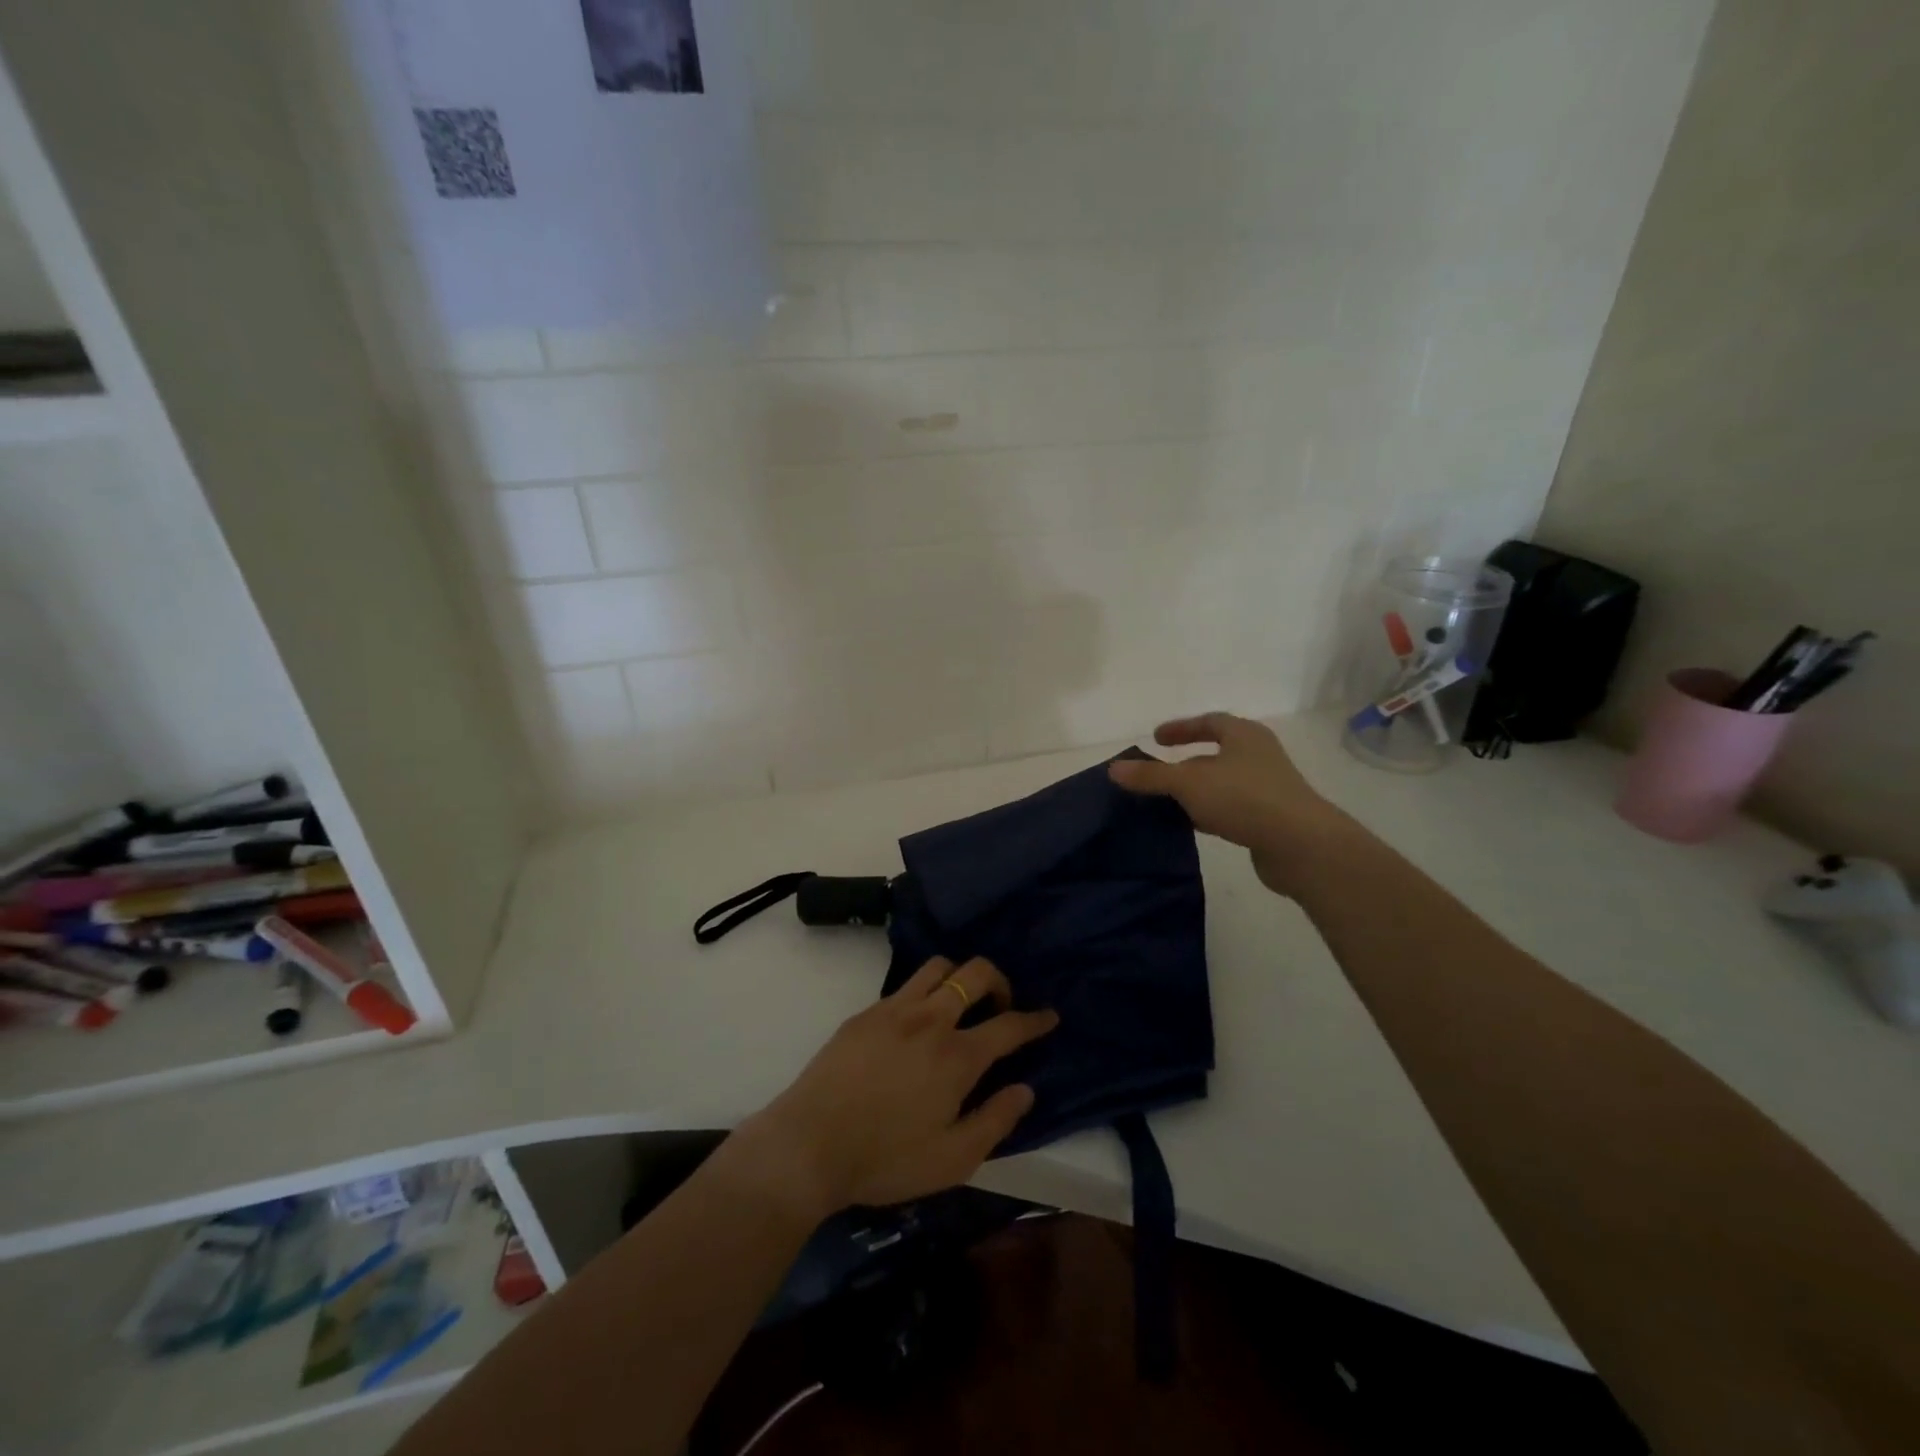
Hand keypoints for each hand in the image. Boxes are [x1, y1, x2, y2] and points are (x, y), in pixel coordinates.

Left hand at [731, 956, 1058, 1217]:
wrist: (810, 1144)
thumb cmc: (886, 1159)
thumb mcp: (953, 1159)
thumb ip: (996, 1121)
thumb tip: (1025, 1089)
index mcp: (958, 1055)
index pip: (1009, 1025)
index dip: (1035, 1019)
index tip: (1050, 1015)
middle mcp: (931, 1019)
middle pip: (976, 973)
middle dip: (1000, 981)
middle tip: (1002, 1005)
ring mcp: (895, 1010)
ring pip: (939, 967)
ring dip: (960, 976)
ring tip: (961, 1003)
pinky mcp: (866, 1013)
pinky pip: (906, 985)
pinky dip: (925, 991)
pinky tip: (918, 1020)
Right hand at [1108, 713, 1351, 894]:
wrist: (1301, 845)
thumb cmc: (1244, 798)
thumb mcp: (1189, 782)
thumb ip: (1151, 776)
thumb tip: (1115, 768)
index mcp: (1245, 735)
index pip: (1210, 722)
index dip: (1181, 728)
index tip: (1156, 738)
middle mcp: (1259, 756)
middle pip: (1217, 753)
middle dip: (1186, 762)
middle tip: (1158, 773)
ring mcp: (1268, 788)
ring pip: (1223, 783)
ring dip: (1196, 790)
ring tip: (1167, 802)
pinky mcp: (1271, 818)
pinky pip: (1232, 808)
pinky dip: (1209, 811)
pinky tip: (1192, 825)